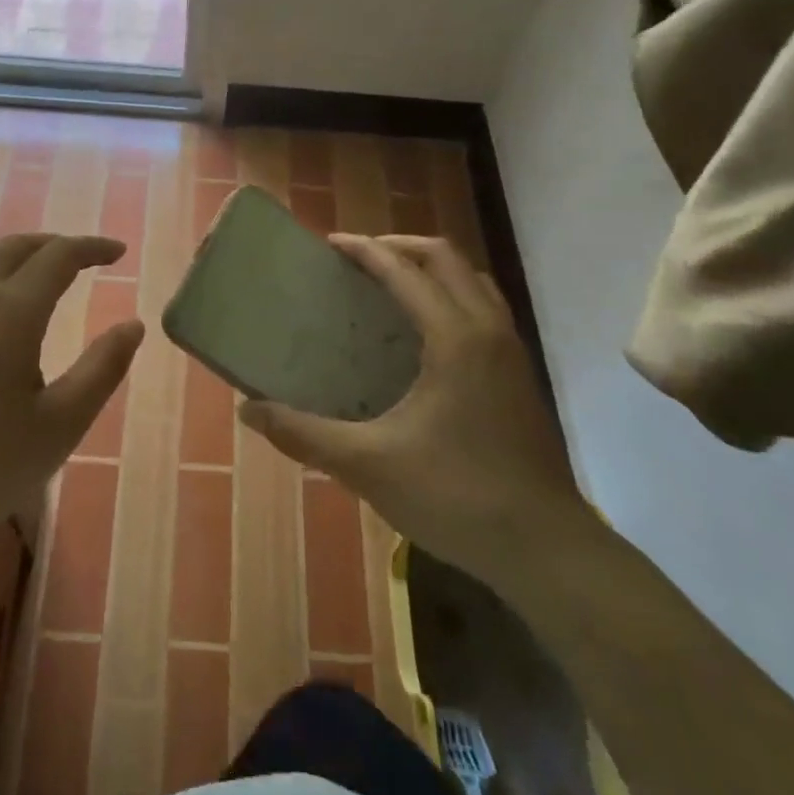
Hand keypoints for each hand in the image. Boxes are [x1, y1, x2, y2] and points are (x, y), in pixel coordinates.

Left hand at [0, 234, 143, 567]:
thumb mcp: (60, 425)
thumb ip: (102, 369)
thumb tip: (133, 325)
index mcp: (10, 311)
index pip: (59, 256)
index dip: (92, 248)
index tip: (118, 252)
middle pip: (14, 249)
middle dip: (54, 245)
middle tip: (84, 259)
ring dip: (18, 268)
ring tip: (43, 293)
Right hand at [239, 235, 591, 567]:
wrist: (546, 550)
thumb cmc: (456, 497)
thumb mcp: (368, 465)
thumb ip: (303, 434)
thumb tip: (247, 411)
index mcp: (454, 337)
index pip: (405, 271)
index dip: (365, 251)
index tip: (330, 244)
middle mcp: (488, 329)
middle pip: (447, 259)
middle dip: (399, 247)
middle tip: (357, 258)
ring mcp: (512, 352)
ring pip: (473, 281)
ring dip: (432, 269)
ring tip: (392, 285)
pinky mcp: (521, 377)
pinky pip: (485, 309)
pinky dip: (452, 297)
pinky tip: (427, 336)